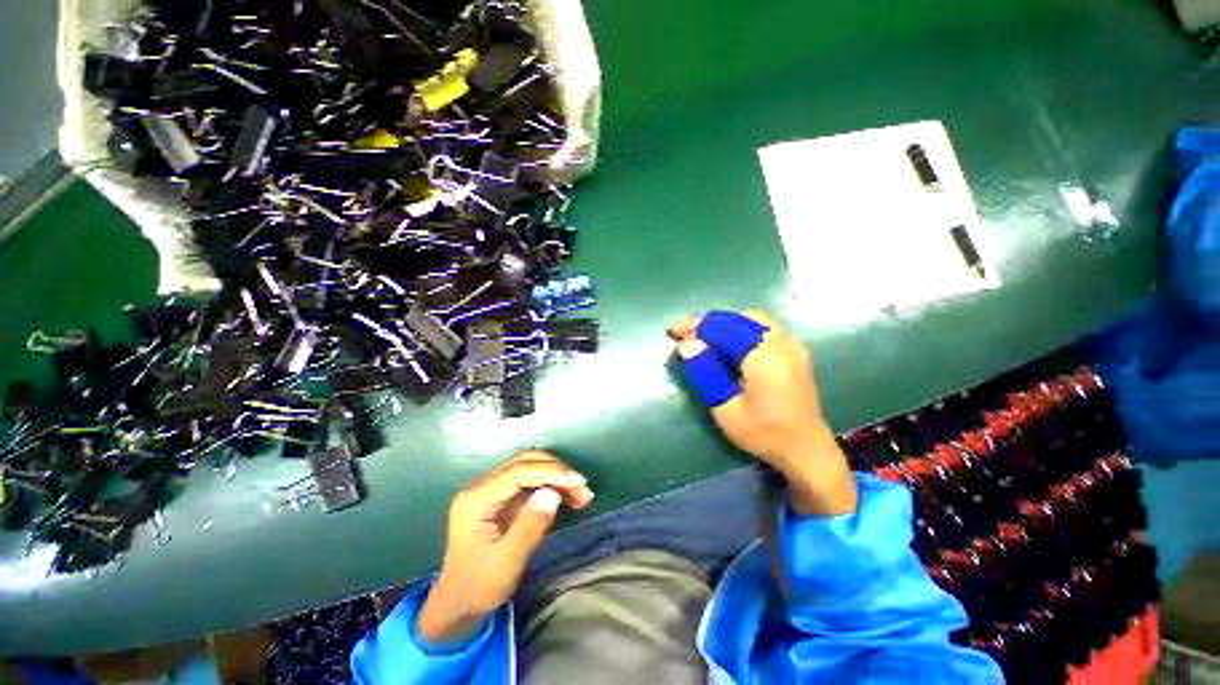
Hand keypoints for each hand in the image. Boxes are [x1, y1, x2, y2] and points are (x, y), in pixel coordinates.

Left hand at [417, 450, 592, 644]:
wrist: (457, 607)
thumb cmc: (478, 589)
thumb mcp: (506, 564)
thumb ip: (529, 527)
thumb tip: (552, 493)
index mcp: (476, 499)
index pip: (518, 471)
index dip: (551, 471)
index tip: (578, 482)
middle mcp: (482, 487)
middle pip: (525, 461)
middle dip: (556, 470)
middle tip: (582, 489)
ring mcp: (491, 491)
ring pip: (530, 467)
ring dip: (557, 476)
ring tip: (581, 495)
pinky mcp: (502, 498)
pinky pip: (531, 481)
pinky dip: (552, 485)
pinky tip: (568, 498)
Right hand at [669, 310, 856, 515]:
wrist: (806, 449)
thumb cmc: (763, 434)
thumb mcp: (726, 410)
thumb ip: (706, 373)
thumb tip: (687, 345)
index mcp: (765, 357)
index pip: (725, 328)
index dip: (697, 327)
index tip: (674, 334)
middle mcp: (782, 343)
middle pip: (739, 318)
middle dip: (709, 322)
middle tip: (686, 332)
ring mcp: (792, 345)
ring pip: (752, 318)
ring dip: (725, 322)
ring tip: (702, 334)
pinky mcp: (795, 350)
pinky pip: (763, 327)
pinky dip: (740, 327)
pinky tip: (727, 340)